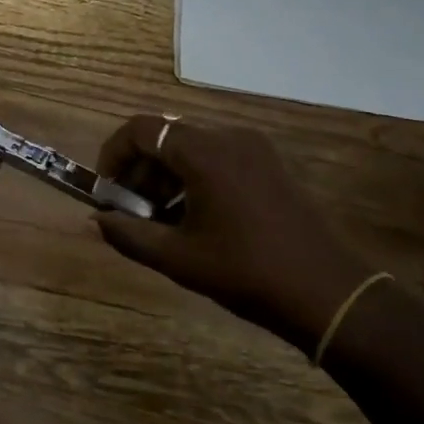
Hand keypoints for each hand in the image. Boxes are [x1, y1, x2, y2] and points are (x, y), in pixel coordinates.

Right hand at [93, 117, 371, 353]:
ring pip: (192, 147)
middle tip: (130, 209)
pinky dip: (194, 177)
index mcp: (203, 152)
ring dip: (166, 175)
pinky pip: (218, 157)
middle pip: (166, 136)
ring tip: (160, 219)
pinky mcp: (270, 164)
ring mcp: (254, 149)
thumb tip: (96, 220)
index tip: (106, 189)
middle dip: (140, 169)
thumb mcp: (178, 258)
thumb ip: (128, 234)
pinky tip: (195, 218)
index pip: (141, 129)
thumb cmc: (246, 272)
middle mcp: (228, 137)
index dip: (114, 154)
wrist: (327, 293)